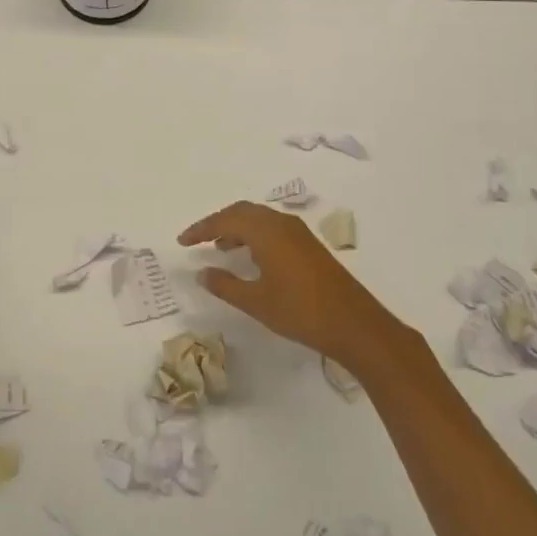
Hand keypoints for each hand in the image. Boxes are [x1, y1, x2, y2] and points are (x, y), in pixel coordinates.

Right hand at [178, 201, 403, 372]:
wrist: (354, 324)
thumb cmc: (300, 312)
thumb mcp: (256, 302)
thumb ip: (225, 285)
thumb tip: (202, 272)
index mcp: (266, 231)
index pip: (225, 220)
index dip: (201, 229)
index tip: (182, 241)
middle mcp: (281, 223)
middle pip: (243, 211)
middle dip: (218, 222)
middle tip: (198, 240)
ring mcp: (298, 233)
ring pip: (259, 218)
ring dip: (237, 227)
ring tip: (219, 247)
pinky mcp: (308, 245)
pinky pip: (272, 228)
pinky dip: (254, 234)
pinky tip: (250, 256)